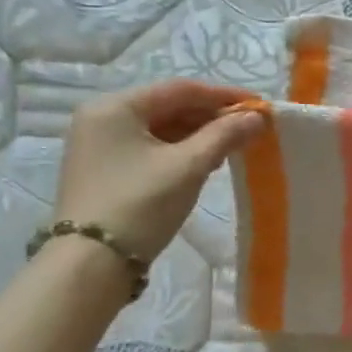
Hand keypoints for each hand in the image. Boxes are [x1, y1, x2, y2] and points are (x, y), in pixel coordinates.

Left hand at [53, 80, 263, 262]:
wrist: (92, 262)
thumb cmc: (141, 203)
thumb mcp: (190, 166)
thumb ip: (225, 135)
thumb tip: (258, 117)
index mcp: (115, 107)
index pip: (181, 89)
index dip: (224, 96)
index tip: (259, 106)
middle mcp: (102, 118)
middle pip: (169, 106)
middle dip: (212, 116)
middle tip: (250, 129)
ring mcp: (100, 144)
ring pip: (161, 128)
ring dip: (199, 134)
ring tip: (233, 148)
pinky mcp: (104, 169)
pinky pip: (151, 147)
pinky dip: (181, 150)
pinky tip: (205, 163)